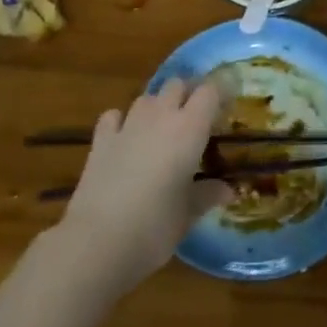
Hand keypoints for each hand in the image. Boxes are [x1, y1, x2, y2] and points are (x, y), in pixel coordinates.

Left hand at [55, 78, 233, 299]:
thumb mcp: (189, 214)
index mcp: (190, 129)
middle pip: (177, 85)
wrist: (97, 242)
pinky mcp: (100, 140)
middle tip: (195, 118)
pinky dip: (122, 121)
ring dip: (157, 106)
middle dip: (187, 94)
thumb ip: (208, 195)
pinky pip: (114, 116)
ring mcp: (127, 125)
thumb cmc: (155, 227)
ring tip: (162, 128)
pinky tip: (124, 137)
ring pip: (147, 97)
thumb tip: (228, 191)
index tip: (227, 107)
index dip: (220, 93)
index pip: (210, 91)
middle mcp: (160, 117)